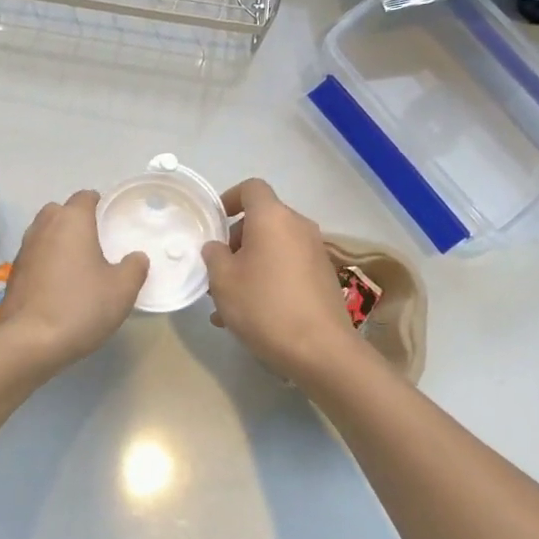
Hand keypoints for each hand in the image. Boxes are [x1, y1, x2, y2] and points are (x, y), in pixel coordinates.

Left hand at [0, 191, 147, 369]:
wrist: (31, 341)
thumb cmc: (81, 306)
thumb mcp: (122, 289)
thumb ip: (134, 267)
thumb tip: (136, 257)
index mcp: (72, 221)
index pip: (84, 196)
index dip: (98, 203)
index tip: (109, 217)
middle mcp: (44, 227)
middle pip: (59, 211)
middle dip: (74, 219)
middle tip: (94, 240)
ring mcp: (24, 250)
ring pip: (43, 233)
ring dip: (57, 241)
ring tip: (76, 263)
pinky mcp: (13, 273)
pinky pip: (34, 257)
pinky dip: (45, 262)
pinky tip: (57, 285)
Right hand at [202, 179, 361, 383]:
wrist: (321, 350)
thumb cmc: (264, 306)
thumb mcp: (223, 280)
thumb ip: (214, 255)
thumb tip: (218, 247)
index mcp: (273, 217)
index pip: (252, 188)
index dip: (230, 198)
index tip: (215, 222)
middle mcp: (298, 226)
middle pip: (263, 220)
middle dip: (237, 240)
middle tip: (218, 270)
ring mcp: (315, 252)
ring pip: (274, 247)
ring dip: (251, 264)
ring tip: (229, 301)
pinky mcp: (324, 277)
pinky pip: (288, 266)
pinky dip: (269, 278)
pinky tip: (253, 314)